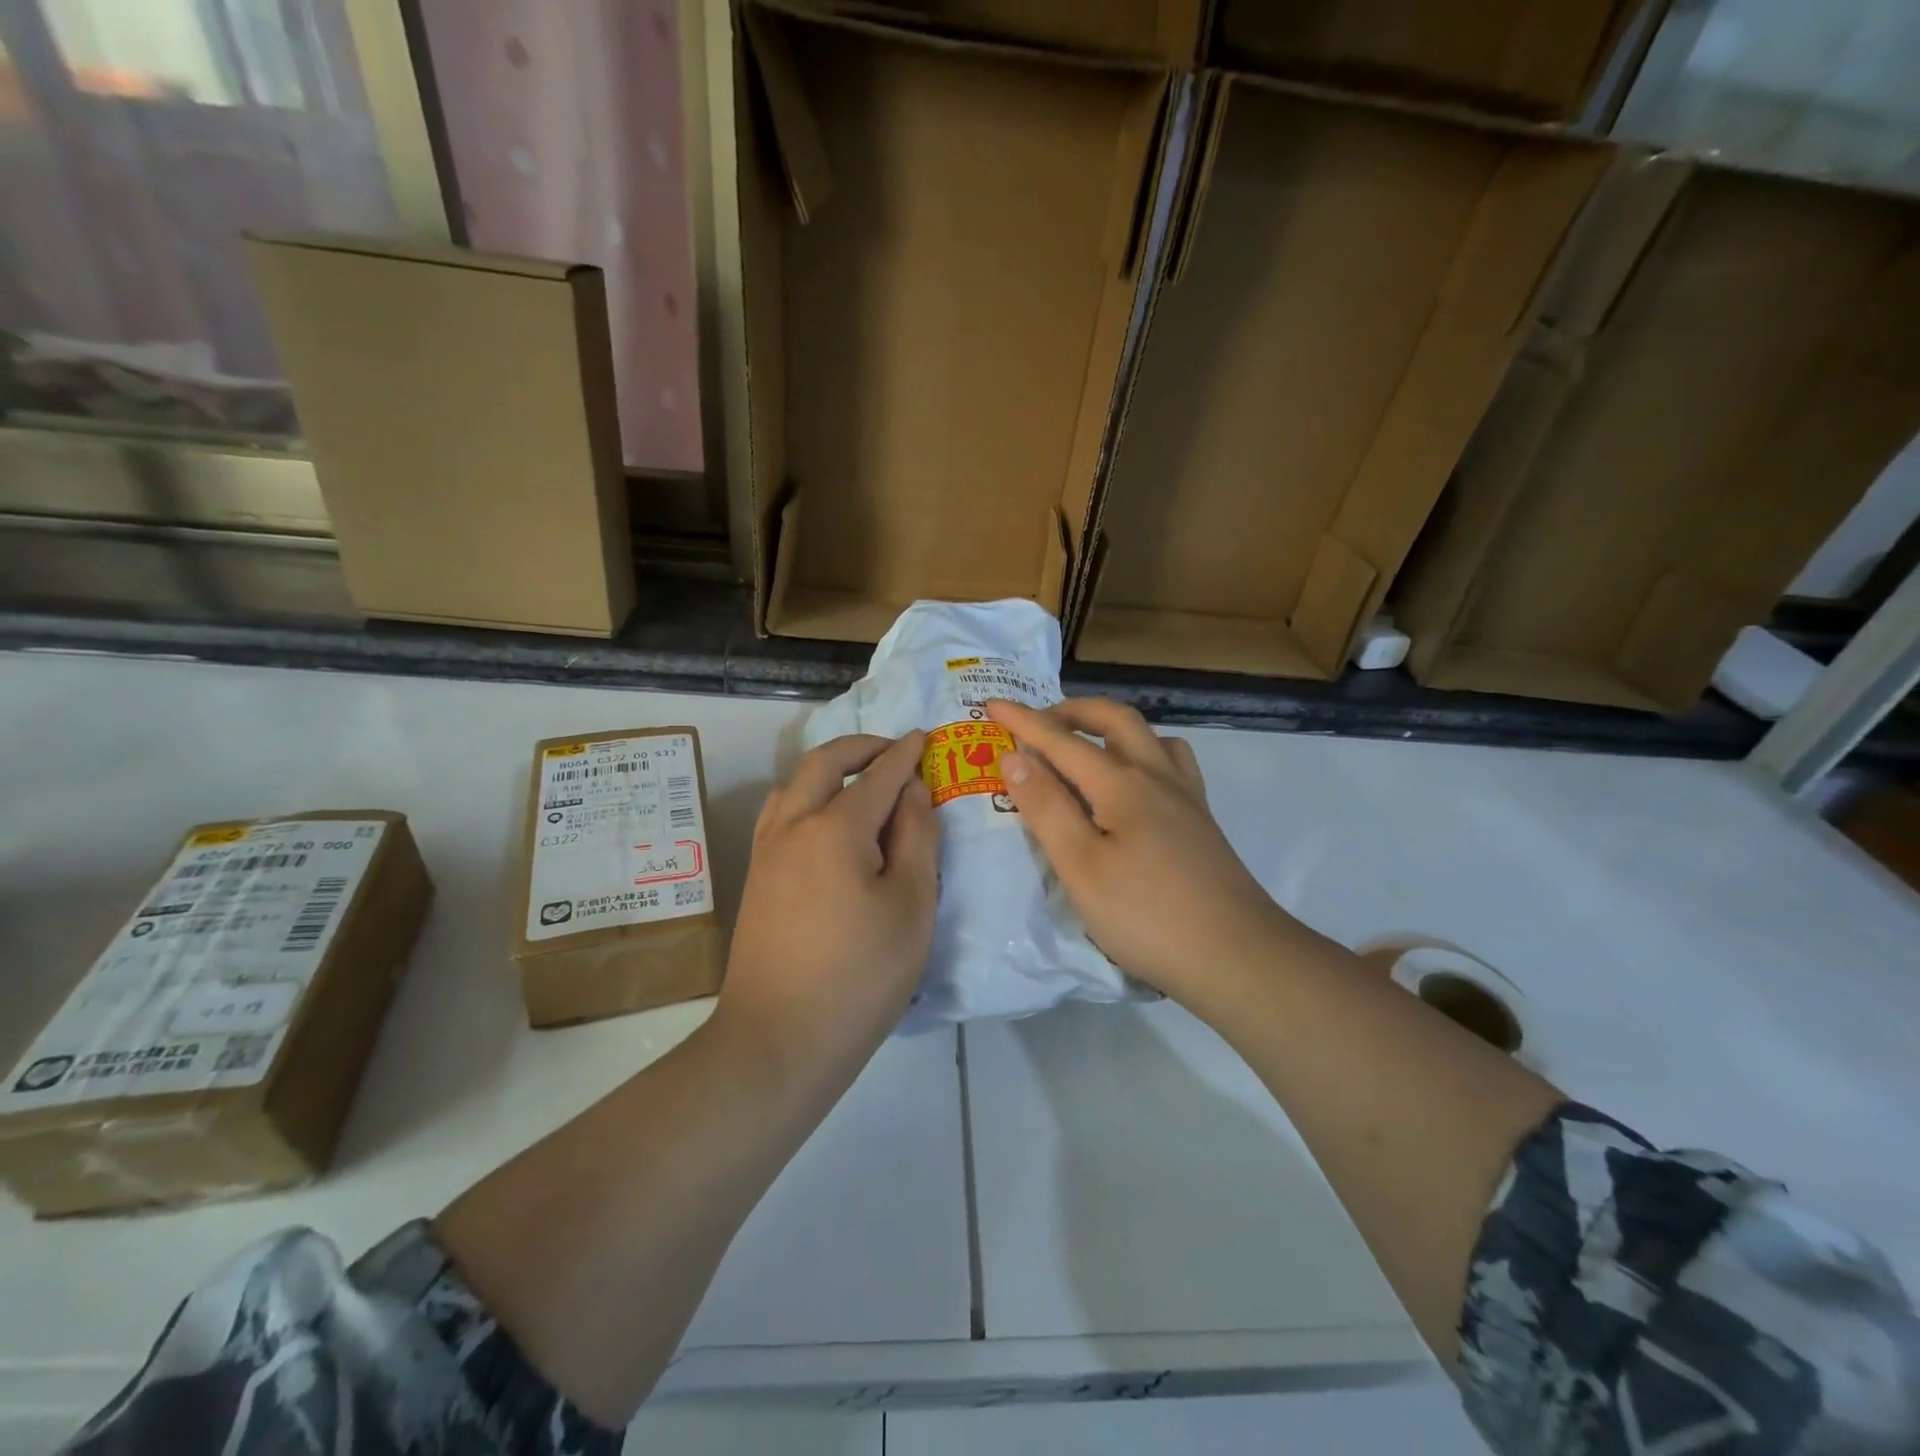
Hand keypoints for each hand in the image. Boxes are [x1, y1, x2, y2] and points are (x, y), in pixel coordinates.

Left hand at [714, 732, 938, 1086]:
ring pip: (794, 784)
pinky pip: (781, 812)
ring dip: (830, 768)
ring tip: (861, 781)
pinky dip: (807, 795)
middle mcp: (794, 825)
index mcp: (836, 828)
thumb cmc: (861, 975)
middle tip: (895, 751)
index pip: (878, 775)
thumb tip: (912, 790)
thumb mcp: (911, 905)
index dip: (905, 754)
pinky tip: (825, 819)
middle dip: (862, 747)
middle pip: (824, 763)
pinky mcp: (756, 876)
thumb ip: (917, 837)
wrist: (778, 1040)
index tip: (925, 737)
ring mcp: (767, 851)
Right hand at [986, 698, 1291, 1001]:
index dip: (1024, 721)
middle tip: (1039, 723)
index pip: (1062, 740)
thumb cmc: (1146, 915)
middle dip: (1072, 711)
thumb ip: (1046, 807)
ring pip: (1150, 736)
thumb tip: (1014, 758)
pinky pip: (1173, 763)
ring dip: (1111, 727)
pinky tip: (1135, 783)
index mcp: (1122, 784)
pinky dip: (1145, 753)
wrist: (1237, 956)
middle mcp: (1157, 776)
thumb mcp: (1081, 866)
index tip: (992, 703)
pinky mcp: (1201, 821)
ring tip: (1086, 747)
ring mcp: (1186, 797)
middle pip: (1115, 719)